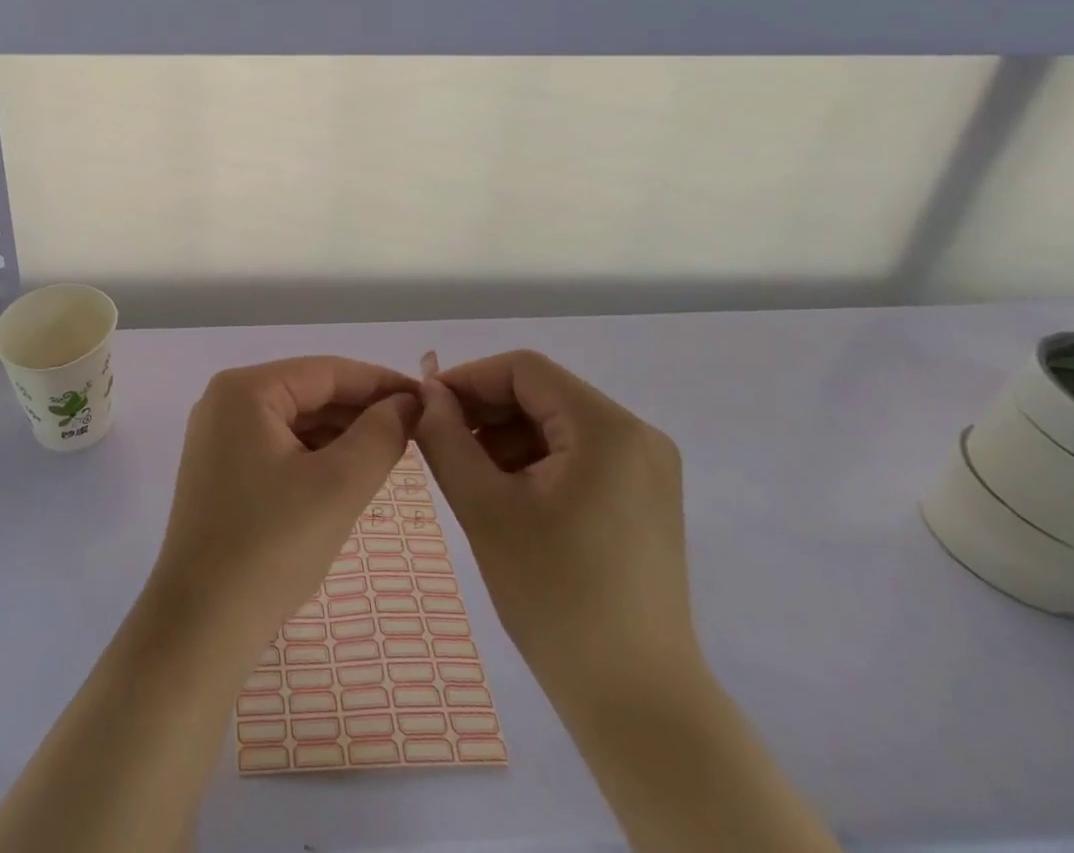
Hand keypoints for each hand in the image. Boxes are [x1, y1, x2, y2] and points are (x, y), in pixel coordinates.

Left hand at [148, 356, 420, 659]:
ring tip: (392, 450)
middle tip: (416, 429)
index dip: (380, 382)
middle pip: (308, 392)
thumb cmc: (271, 546)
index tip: (426, 399)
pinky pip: (278, 444)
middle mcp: (225, 400)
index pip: (326, 371)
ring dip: (341, 433)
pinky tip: (349, 471)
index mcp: (245, 390)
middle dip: (361, 410)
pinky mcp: (220, 468)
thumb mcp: (339, 486)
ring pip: (294, 420)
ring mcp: (218, 435)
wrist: (201, 625)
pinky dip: (315, 454)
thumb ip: (381, 435)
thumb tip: (408, 402)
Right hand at [413, 350, 697, 698]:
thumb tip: (426, 394)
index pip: (524, 370)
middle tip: (438, 440)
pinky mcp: (644, 498)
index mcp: (608, 429)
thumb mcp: (484, 508)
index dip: (468, 379)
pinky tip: (503, 492)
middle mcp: (637, 435)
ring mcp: (647, 468)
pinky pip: (577, 454)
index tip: (426, 407)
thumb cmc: (555, 598)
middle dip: (485, 410)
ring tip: (466, 472)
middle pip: (542, 393)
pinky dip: (534, 460)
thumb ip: (446, 438)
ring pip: (556, 423)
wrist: (636, 704)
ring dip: (506, 436)